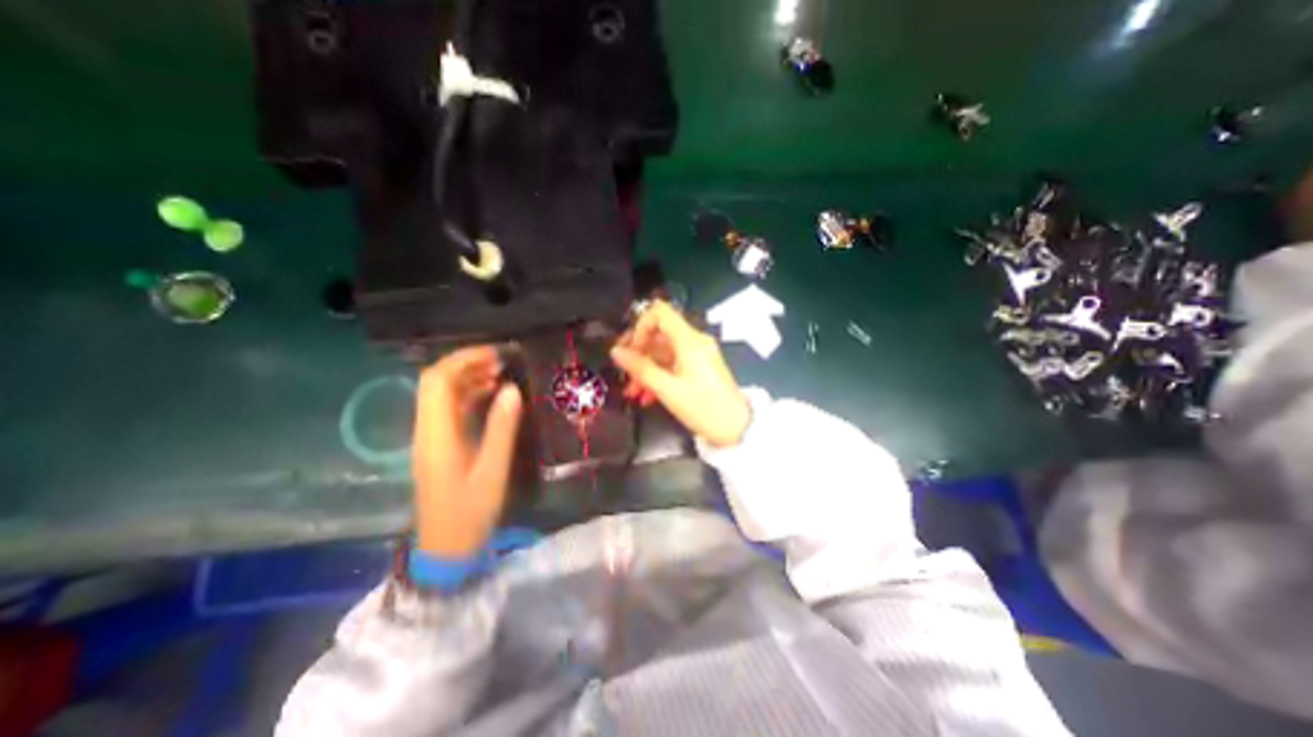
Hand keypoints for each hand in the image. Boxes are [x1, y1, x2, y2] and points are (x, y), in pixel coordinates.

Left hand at [415, 349, 527, 555]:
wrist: (447, 547)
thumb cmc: (471, 510)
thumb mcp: (493, 469)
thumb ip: (502, 428)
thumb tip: (511, 389)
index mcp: (437, 435)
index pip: (438, 382)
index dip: (463, 360)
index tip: (495, 354)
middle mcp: (427, 430)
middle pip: (434, 384)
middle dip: (465, 364)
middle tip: (500, 361)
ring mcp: (430, 438)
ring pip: (441, 395)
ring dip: (467, 378)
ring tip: (499, 373)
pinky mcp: (438, 446)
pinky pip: (448, 410)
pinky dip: (467, 395)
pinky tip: (490, 395)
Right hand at [613, 298, 753, 449]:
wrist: (736, 429)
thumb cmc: (703, 408)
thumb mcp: (667, 390)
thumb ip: (640, 368)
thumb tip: (616, 352)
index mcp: (689, 340)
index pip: (660, 312)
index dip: (640, 326)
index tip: (630, 349)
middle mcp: (694, 341)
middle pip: (659, 334)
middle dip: (638, 352)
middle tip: (623, 371)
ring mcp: (697, 355)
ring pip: (663, 353)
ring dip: (645, 369)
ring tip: (632, 392)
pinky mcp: (699, 368)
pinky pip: (673, 364)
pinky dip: (658, 376)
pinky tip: (647, 396)